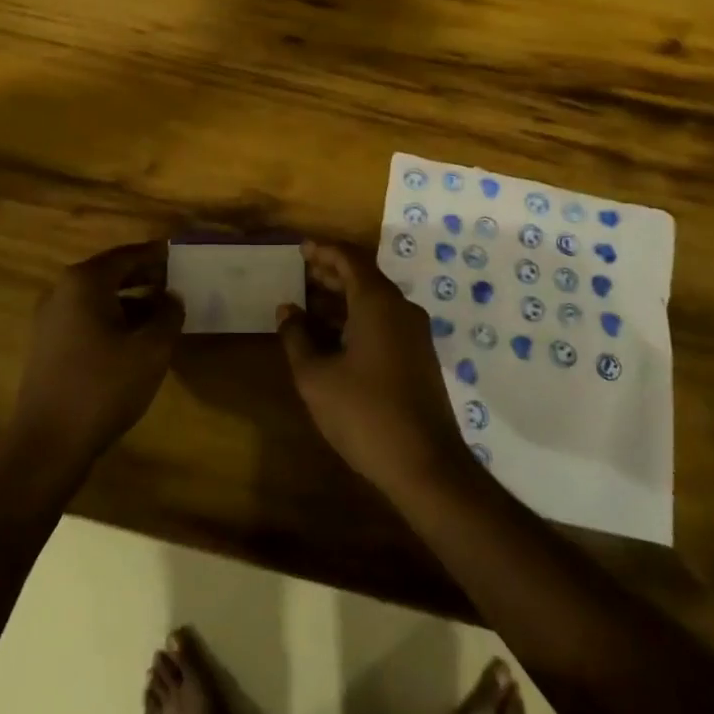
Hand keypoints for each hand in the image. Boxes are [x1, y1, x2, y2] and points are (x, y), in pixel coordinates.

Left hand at [9, 241, 182, 471]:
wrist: (48, 444)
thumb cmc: (103, 387)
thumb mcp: (151, 350)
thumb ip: (169, 315)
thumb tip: (173, 297)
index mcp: (84, 282)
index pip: (127, 255)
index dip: (156, 255)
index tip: (181, 255)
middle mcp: (62, 291)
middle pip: (110, 273)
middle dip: (144, 277)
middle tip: (176, 282)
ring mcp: (50, 319)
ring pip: (98, 298)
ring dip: (130, 300)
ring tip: (162, 312)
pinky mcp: (47, 345)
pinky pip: (86, 318)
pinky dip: (112, 319)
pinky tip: (134, 339)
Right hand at [277, 240, 468, 497]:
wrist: (426, 465)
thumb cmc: (365, 413)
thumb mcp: (316, 377)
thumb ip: (297, 337)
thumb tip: (287, 310)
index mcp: (377, 302)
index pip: (350, 258)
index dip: (323, 250)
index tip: (299, 248)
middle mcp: (400, 309)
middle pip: (363, 277)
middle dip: (331, 273)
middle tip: (300, 273)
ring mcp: (414, 334)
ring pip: (374, 301)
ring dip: (342, 299)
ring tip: (308, 306)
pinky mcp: (418, 357)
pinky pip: (384, 322)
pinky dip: (356, 319)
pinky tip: (333, 339)